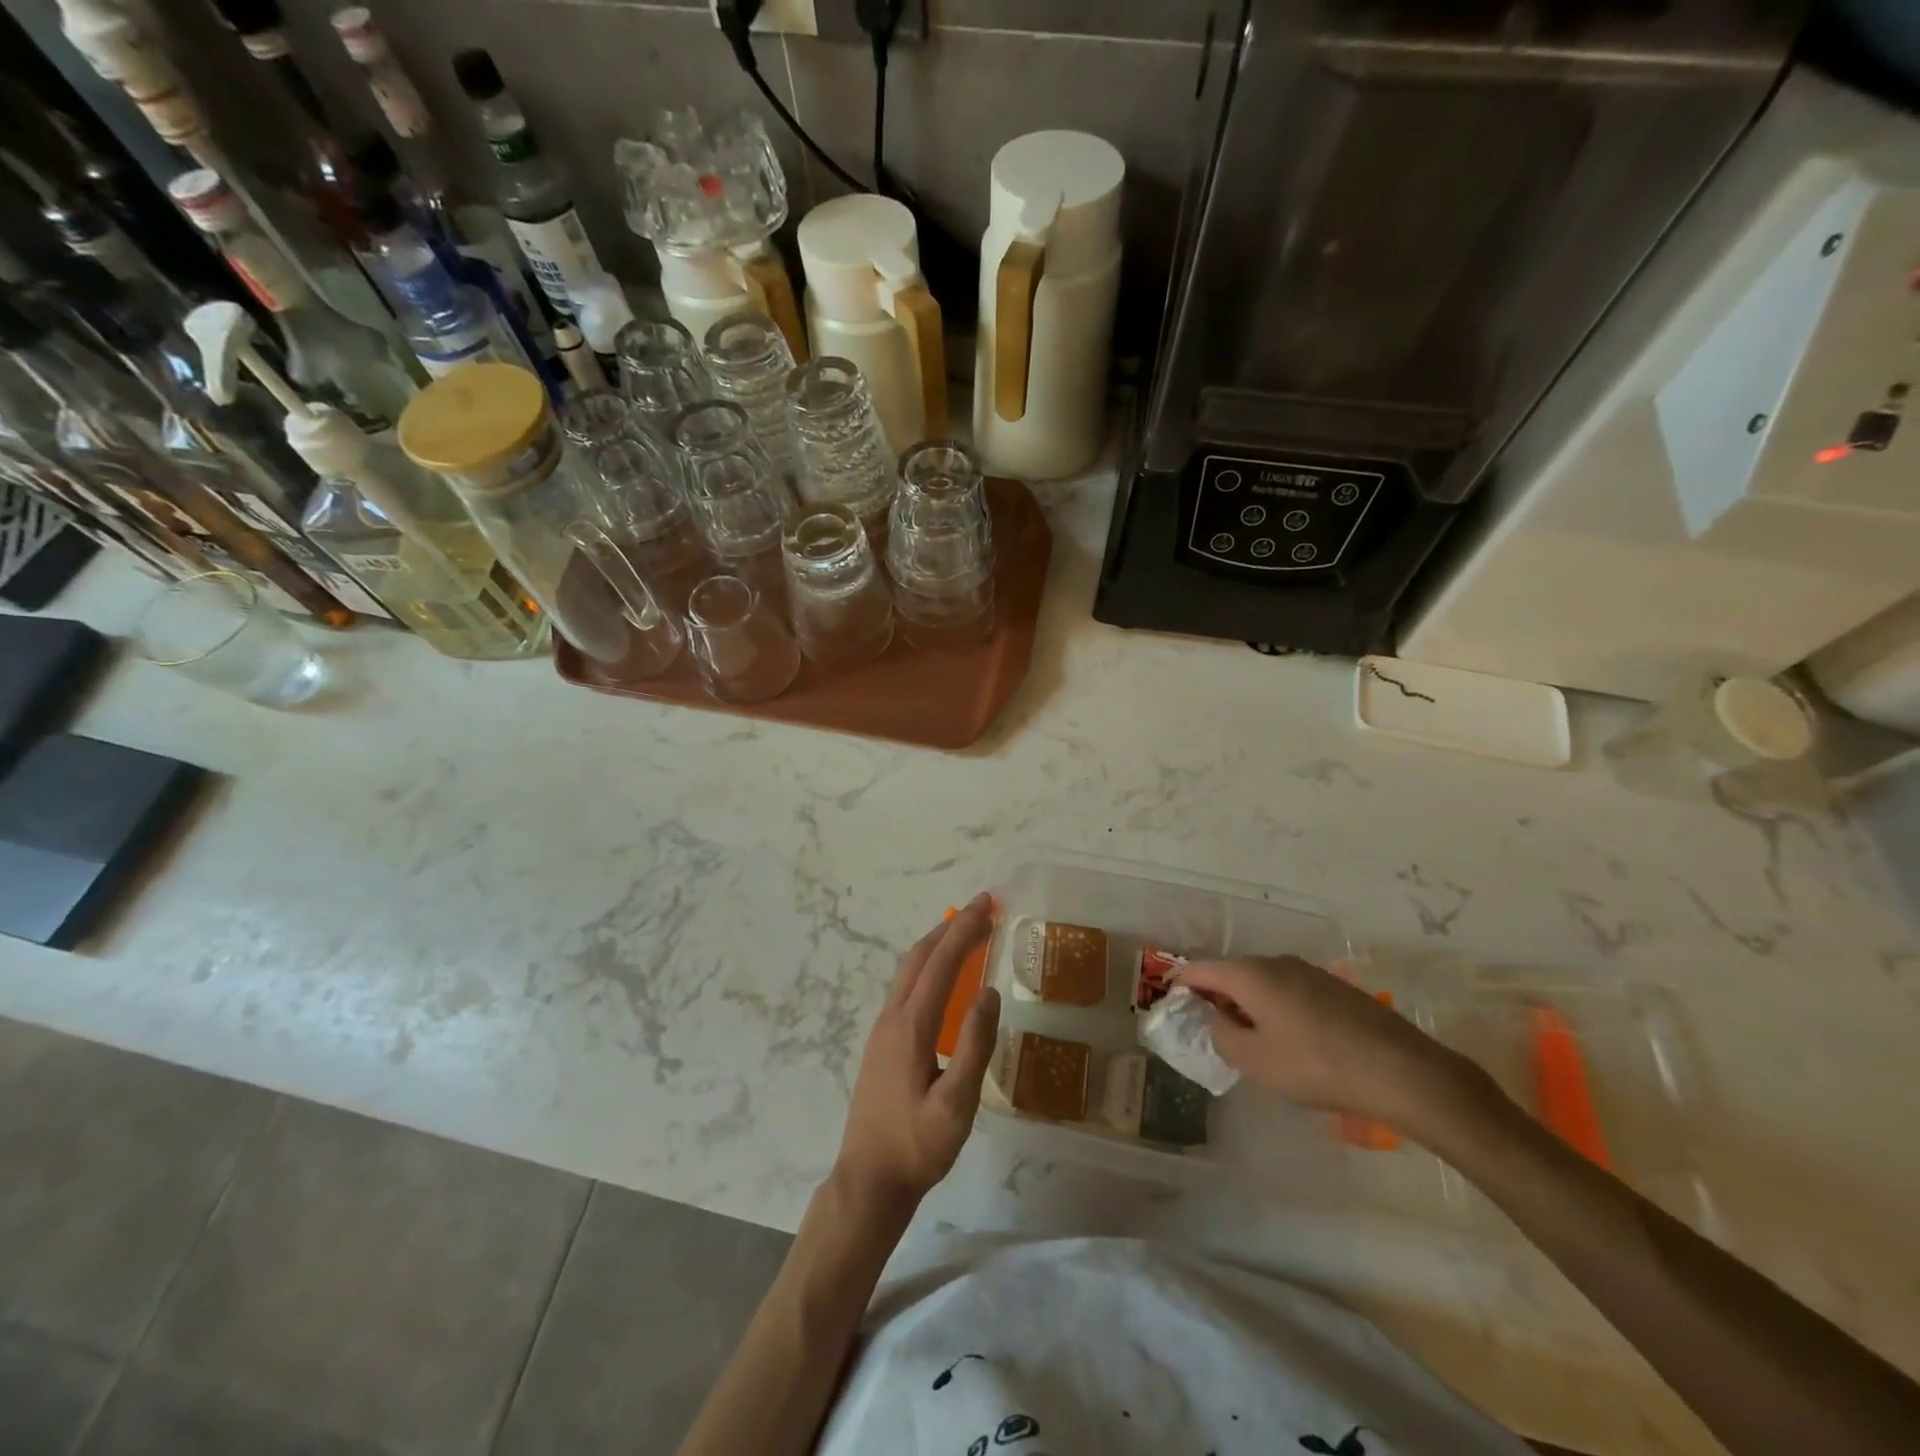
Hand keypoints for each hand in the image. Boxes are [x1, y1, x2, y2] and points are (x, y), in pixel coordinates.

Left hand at [835, 894, 1001, 1211]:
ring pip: (909, 970)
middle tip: (983, 908)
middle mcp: (893, 1018)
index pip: (941, 963)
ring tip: (968, 932)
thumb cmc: (916, 1147)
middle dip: (951, 927)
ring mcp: (883, 1029)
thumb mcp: (956, 1105)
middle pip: (920, 957)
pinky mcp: (882, 1043)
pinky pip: (907, 987)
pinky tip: (944, 978)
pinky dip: (929, 966)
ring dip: (938, 944)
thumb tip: (989, 993)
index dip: (965, 930)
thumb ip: (973, 1047)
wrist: (868, 1180)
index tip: (988, 903)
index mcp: (911, 1026)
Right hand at [1177, 957, 1471, 1129]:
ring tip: (1248, 1037)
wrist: (1402, 1070)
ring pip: (1262, 981)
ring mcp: (1309, 971)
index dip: (1180, 983)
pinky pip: (1288, 989)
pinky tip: (1288, 1038)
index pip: (1200, 968)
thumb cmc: (1317, 1066)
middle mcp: (1276, 962)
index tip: (1171, 1004)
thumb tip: (1214, 1018)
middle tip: (1208, 1027)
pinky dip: (1275, 1006)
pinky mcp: (1335, 987)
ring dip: (1247, 1002)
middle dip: (1215, 995)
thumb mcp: (1256, 1061)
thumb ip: (1221, 1035)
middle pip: (1232, 972)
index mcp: (1251, 974)